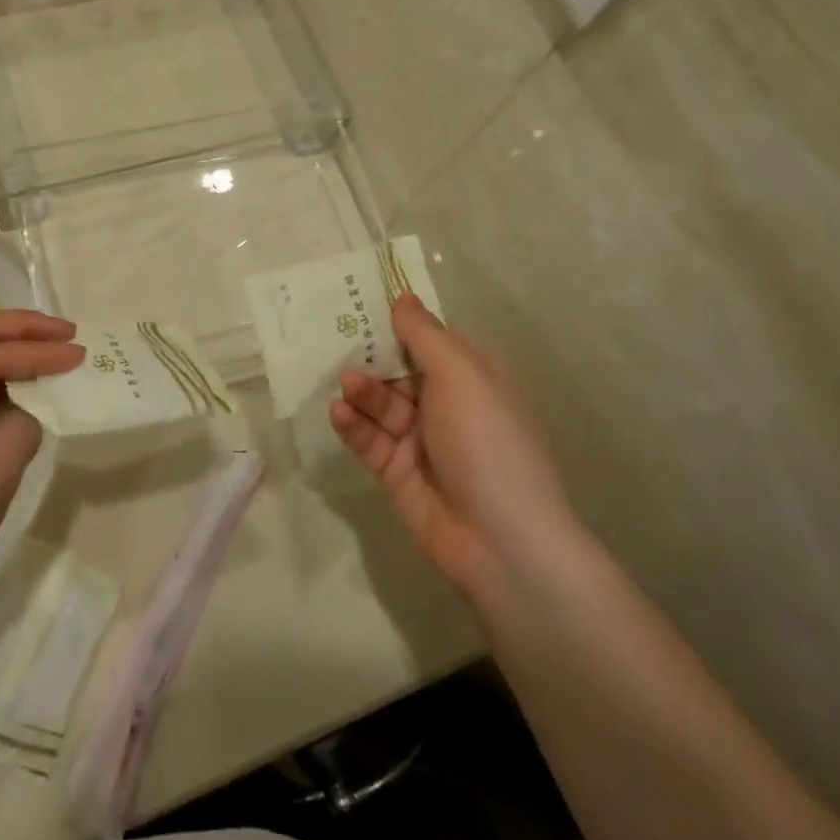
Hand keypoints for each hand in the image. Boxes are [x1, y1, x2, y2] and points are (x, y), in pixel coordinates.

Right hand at [331, 295, 578, 606]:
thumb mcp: (461, 376)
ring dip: (363, 392)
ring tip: (348, 386)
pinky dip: (354, 425)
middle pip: (399, 370)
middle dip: (372, 358)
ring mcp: (421, 441)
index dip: (398, 323)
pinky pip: (370, 439)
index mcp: (472, 378)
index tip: (361, 304)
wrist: (502, 543)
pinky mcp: (397, 473)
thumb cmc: (487, 442)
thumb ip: (425, 336)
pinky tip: (341, 414)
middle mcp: (447, 405)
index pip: (429, 340)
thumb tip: (403, 297)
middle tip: (337, 342)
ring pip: (381, 404)